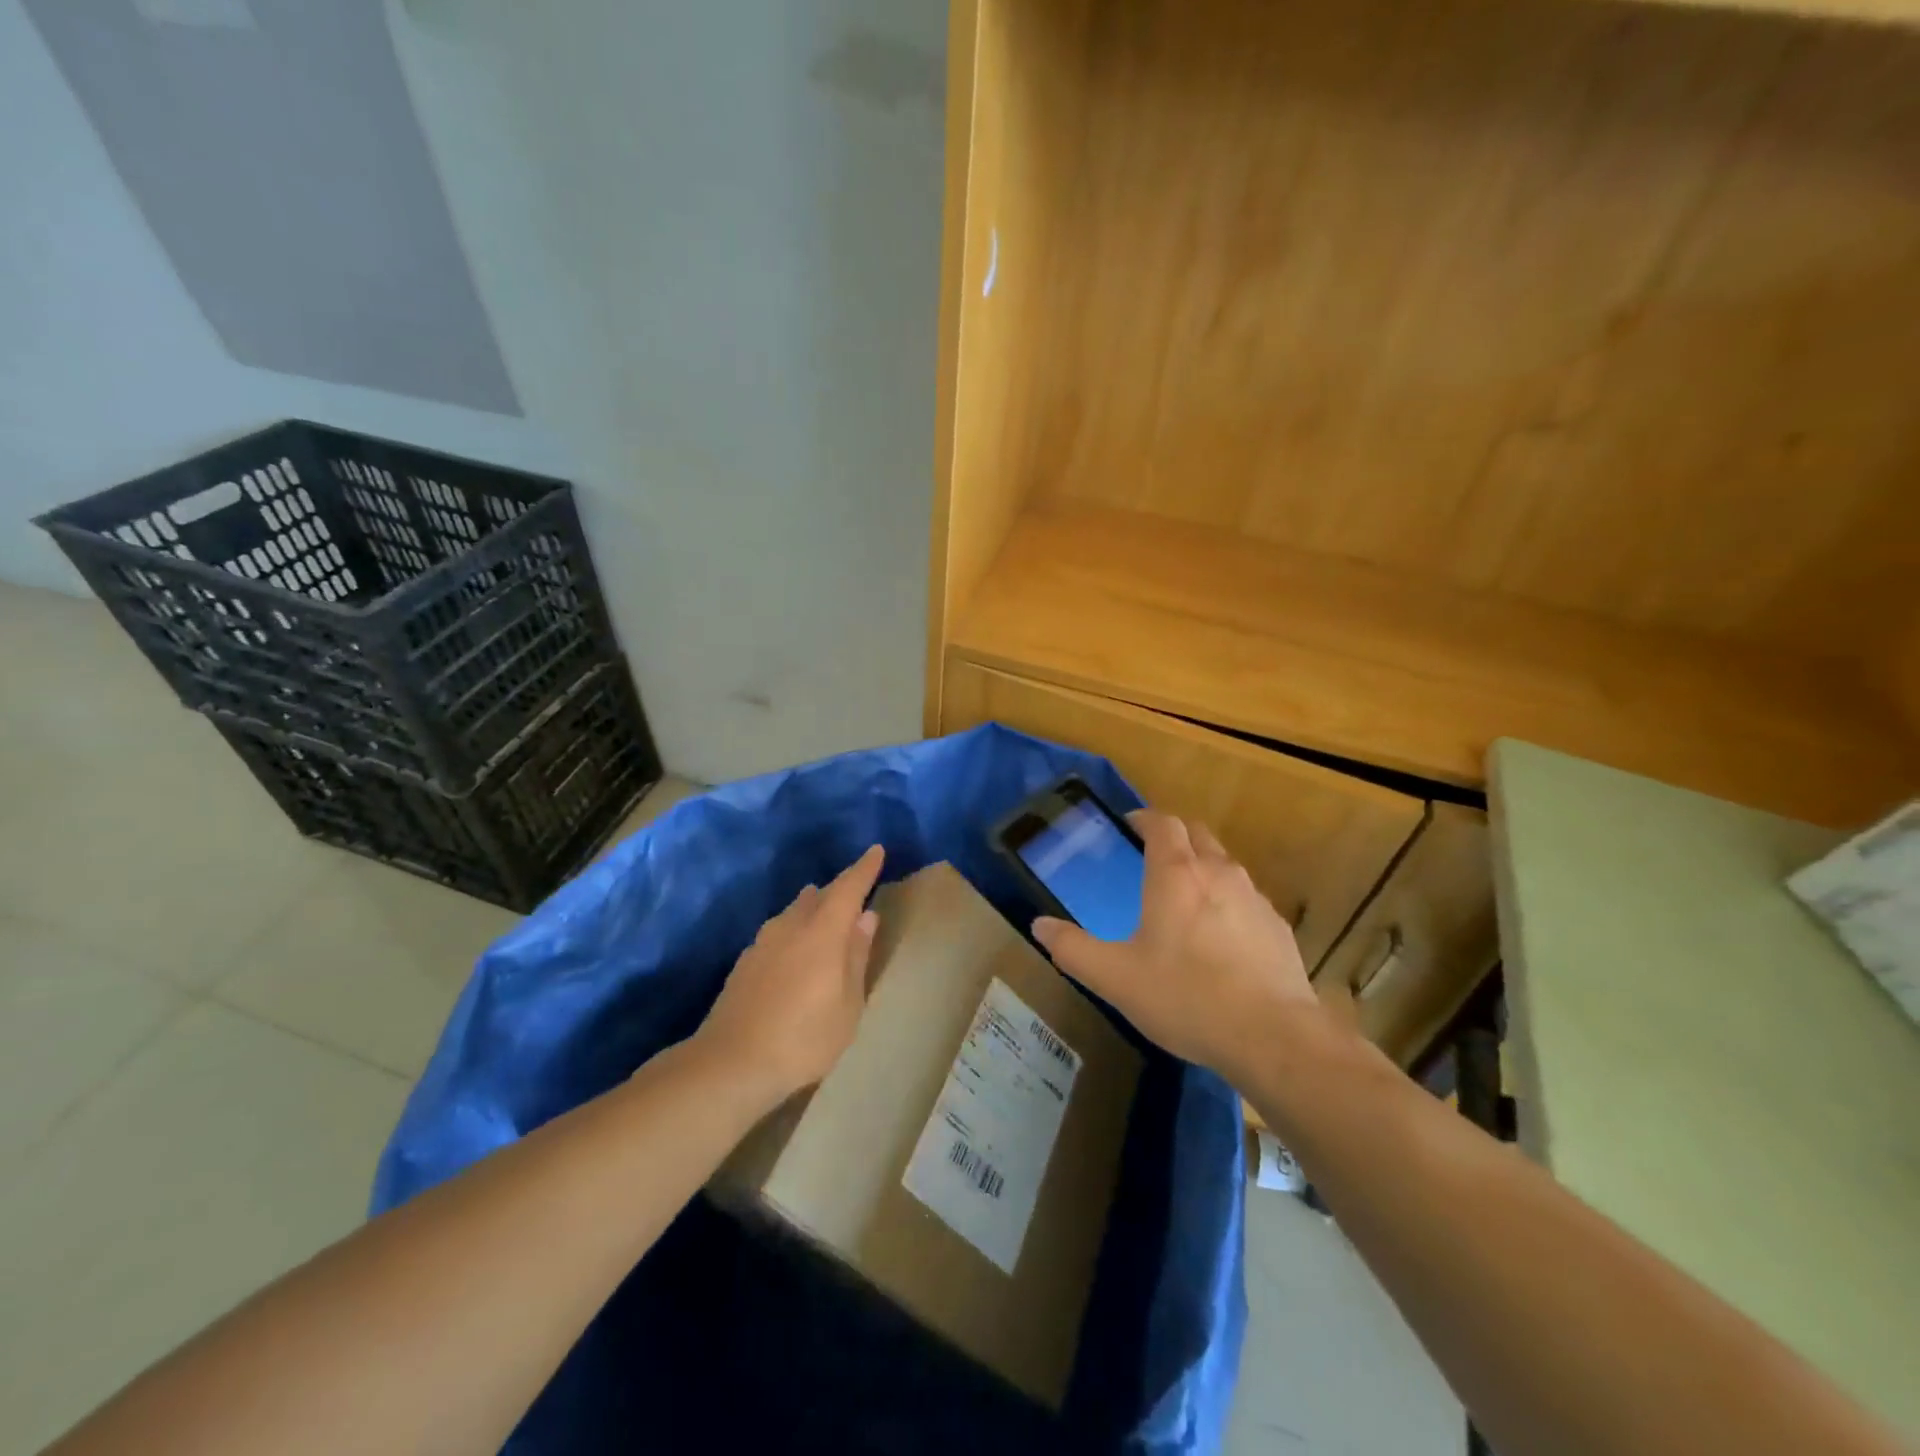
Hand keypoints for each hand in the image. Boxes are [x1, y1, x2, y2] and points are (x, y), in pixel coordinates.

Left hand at [697, 845, 885, 1100]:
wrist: (730, 1063)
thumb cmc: (804, 1037)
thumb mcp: (847, 1004)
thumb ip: (856, 956)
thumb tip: (866, 917)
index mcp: (823, 931)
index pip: (848, 887)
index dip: (864, 868)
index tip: (876, 850)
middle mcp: (791, 925)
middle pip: (820, 896)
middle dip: (839, 890)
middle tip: (856, 893)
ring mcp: (763, 942)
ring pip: (795, 912)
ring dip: (813, 909)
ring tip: (826, 916)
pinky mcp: (745, 961)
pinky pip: (779, 932)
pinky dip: (795, 931)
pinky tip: (795, 951)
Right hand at [1032, 812, 1318, 1082]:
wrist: (1273, 1037)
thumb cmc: (1185, 997)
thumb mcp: (1115, 978)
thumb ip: (1072, 949)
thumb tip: (1039, 926)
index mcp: (1175, 874)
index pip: (1162, 823)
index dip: (1144, 819)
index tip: (1128, 827)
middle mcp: (1218, 872)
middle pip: (1197, 834)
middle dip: (1174, 837)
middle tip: (1152, 858)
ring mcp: (1254, 899)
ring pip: (1226, 865)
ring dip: (1203, 869)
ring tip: (1185, 900)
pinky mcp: (1279, 928)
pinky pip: (1248, 900)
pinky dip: (1229, 904)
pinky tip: (1221, 941)